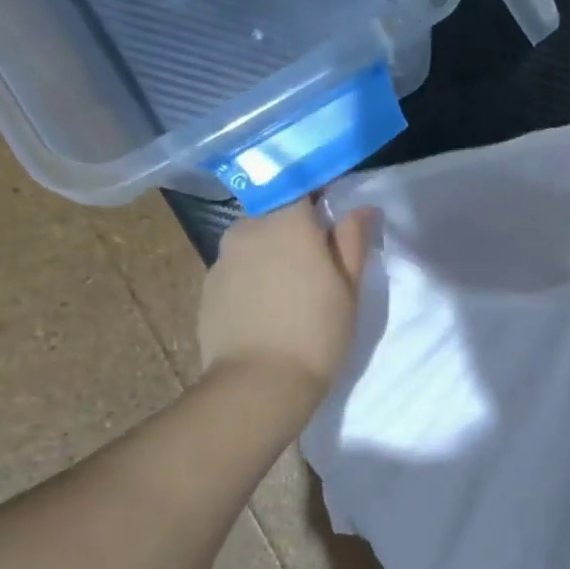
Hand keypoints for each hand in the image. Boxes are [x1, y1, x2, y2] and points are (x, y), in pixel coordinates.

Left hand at [196, 199, 378, 397]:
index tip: (332, 212)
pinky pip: (237, 269)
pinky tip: (267, 309)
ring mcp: (222, 258)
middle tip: (318, 263)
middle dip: (294, 228)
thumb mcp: (349, 288)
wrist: (259, 384)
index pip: (299, 184)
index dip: (317, 193)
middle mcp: (248, 229)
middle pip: (274, 214)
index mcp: (287, 222)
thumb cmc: (317, 333)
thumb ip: (353, 241)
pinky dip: (253, 278)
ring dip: (272, 253)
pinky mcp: (207, 287)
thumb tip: (361, 209)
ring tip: (291, 290)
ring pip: (253, 241)